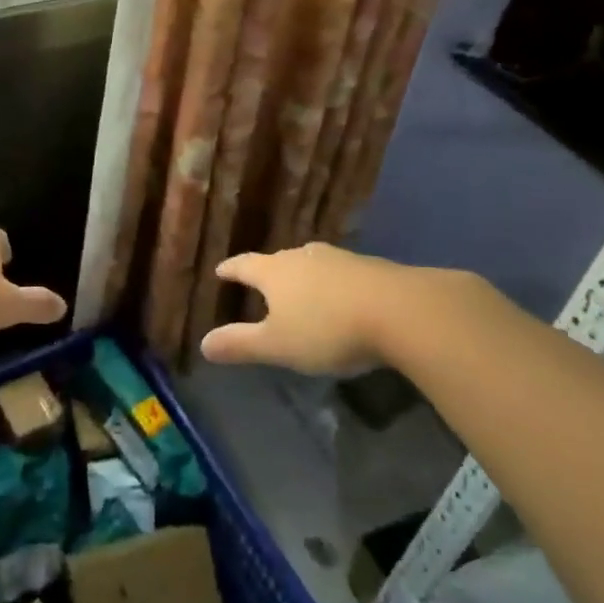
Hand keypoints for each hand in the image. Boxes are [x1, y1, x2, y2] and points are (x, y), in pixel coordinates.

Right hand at [201, 243, 492, 375]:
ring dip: (303, 277)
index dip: (230, 270)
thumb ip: (241, 344)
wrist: (401, 311)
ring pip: (311, 264)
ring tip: (301, 291)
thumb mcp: (278, 345)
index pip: (244, 265)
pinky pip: (341, 274)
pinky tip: (341, 299)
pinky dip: (333, 285)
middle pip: (278, 261)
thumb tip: (203, 344)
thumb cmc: (327, 328)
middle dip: (268, 272)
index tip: (220, 271)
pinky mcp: (371, 268)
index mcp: (274, 272)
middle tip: (261, 284)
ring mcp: (339, 259)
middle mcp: (303, 256)